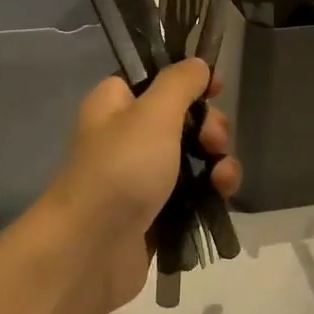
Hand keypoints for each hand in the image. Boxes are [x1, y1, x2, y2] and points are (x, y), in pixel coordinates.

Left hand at [37, 60, 240, 313]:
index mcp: (115, 104)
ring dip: (217, 161)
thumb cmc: (120, 169)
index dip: (189, 81)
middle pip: (182, 119)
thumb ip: (179, 83)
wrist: (91, 250)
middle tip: (214, 141)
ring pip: (192, 157)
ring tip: (223, 177)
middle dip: (210, 127)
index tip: (216, 89)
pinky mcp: (156, 212)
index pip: (155, 79)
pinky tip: (222, 195)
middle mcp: (126, 136)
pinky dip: (210, 190)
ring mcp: (141, 177)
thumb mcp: (153, 114)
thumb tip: (197, 64)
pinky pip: (192, 192)